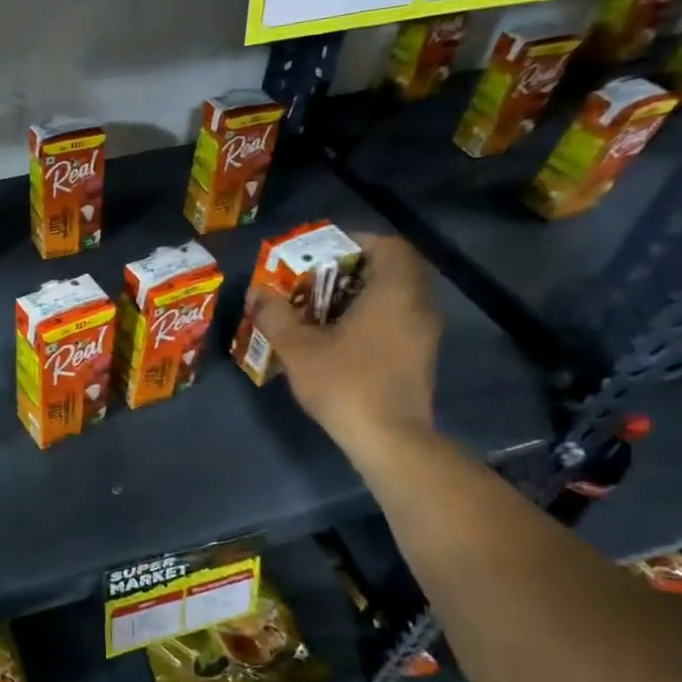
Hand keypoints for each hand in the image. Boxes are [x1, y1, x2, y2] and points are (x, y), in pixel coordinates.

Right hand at [244, 232, 441, 457]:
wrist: (389, 439)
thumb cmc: (345, 383)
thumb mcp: (299, 347)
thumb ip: (276, 314)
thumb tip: (256, 292)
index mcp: (394, 292)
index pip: (388, 246)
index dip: (355, 242)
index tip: (323, 253)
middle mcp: (418, 305)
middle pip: (392, 269)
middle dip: (353, 269)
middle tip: (317, 280)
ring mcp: (424, 333)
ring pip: (396, 296)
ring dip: (361, 295)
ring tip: (322, 308)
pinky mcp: (421, 356)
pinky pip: (399, 319)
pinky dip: (373, 316)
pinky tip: (340, 336)